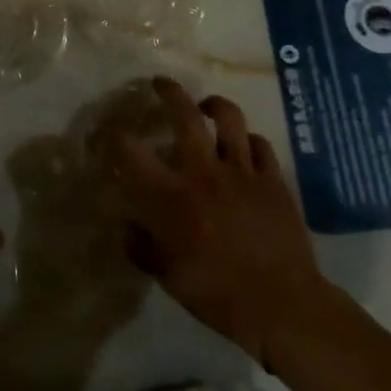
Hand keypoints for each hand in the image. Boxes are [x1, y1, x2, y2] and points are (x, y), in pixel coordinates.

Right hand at [106, 78, 334, 365]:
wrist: (283, 306)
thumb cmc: (218, 294)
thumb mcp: (167, 276)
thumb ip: (141, 247)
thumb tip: (126, 226)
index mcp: (171, 195)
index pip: (131, 151)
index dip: (112, 135)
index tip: (106, 132)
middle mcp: (204, 172)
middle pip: (185, 114)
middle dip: (169, 92)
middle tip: (159, 84)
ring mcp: (242, 172)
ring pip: (228, 118)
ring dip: (213, 105)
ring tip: (205, 106)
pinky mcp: (273, 180)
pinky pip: (260, 144)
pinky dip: (248, 140)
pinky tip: (243, 147)